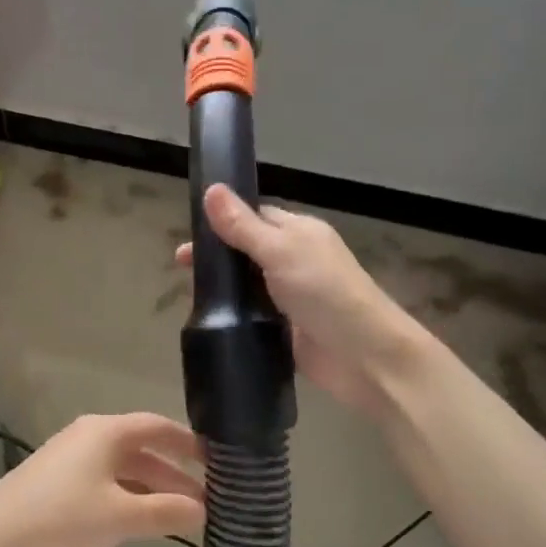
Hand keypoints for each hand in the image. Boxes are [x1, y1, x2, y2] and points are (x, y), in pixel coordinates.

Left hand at [0, 414, 204, 546]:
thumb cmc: (61, 519)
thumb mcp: (121, 517)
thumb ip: (166, 512)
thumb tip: (203, 511)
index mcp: (106, 432)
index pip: (159, 427)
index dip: (190, 443)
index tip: (219, 462)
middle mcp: (90, 437)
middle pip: (143, 449)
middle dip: (175, 474)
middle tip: (208, 500)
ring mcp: (71, 459)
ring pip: (124, 469)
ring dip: (153, 489)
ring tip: (182, 516)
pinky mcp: (57, 483)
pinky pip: (105, 482)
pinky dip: (129, 497)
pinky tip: (141, 523)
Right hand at [176, 185, 419, 413]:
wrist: (364, 356)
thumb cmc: (325, 293)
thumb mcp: (281, 252)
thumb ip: (243, 226)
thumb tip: (211, 190)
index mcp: (299, 233)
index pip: (255, 216)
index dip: (222, 220)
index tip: (189, 233)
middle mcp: (295, 260)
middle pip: (247, 251)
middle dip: (217, 256)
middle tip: (181, 267)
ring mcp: (290, 297)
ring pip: (248, 285)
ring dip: (223, 288)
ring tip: (188, 295)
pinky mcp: (285, 330)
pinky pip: (253, 316)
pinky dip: (234, 316)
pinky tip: (210, 320)